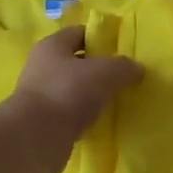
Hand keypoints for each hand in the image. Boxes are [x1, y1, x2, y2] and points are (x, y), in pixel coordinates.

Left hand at [5, 25, 142, 172]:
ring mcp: (40, 96)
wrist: (36, 139)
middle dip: (99, 70)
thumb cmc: (68, 93)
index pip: (80, 33)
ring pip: (74, 90)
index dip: (101, 38)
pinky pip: (70, 114)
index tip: (123, 51)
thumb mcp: (105, 73)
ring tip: (116, 103)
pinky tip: (101, 123)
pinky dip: (85, 117)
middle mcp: (42, 67)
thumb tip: (137, 69)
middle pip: (77, 62)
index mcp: (52, 46)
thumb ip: (124, 67)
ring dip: (92, 96)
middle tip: (124, 79)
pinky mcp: (43, 123)